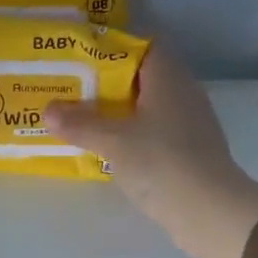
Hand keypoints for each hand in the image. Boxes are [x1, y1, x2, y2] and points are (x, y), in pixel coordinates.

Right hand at [47, 47, 257, 257]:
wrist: (209, 211)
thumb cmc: (161, 162)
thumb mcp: (113, 141)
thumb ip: (79, 124)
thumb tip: (48, 111)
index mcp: (168, 78)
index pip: (142, 47)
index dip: (111, 50)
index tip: (80, 61)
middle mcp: (183, 93)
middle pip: (141, 78)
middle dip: (106, 85)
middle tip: (71, 92)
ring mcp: (189, 124)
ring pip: (147, 108)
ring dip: (117, 113)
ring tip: (82, 121)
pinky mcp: (189, 151)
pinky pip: (154, 133)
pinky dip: (131, 136)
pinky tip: (109, 150)